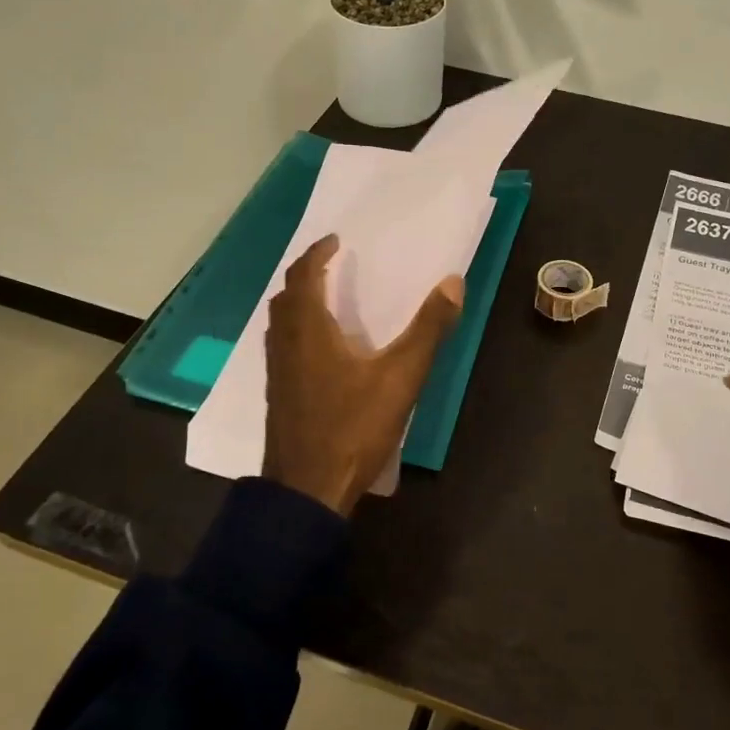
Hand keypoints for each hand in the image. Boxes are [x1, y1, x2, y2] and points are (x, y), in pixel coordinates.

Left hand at [262, 235, 463, 516]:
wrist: (308, 489)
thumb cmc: (353, 427)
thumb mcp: (401, 377)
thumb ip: (428, 329)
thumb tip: (452, 282)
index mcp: (309, 330)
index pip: (305, 275)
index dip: (318, 253)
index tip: (335, 241)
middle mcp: (285, 344)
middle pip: (286, 296)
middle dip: (306, 274)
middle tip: (331, 265)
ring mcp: (276, 372)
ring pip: (280, 322)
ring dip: (298, 302)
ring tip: (325, 300)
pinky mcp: (277, 395)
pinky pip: (281, 345)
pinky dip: (296, 330)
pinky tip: (319, 350)